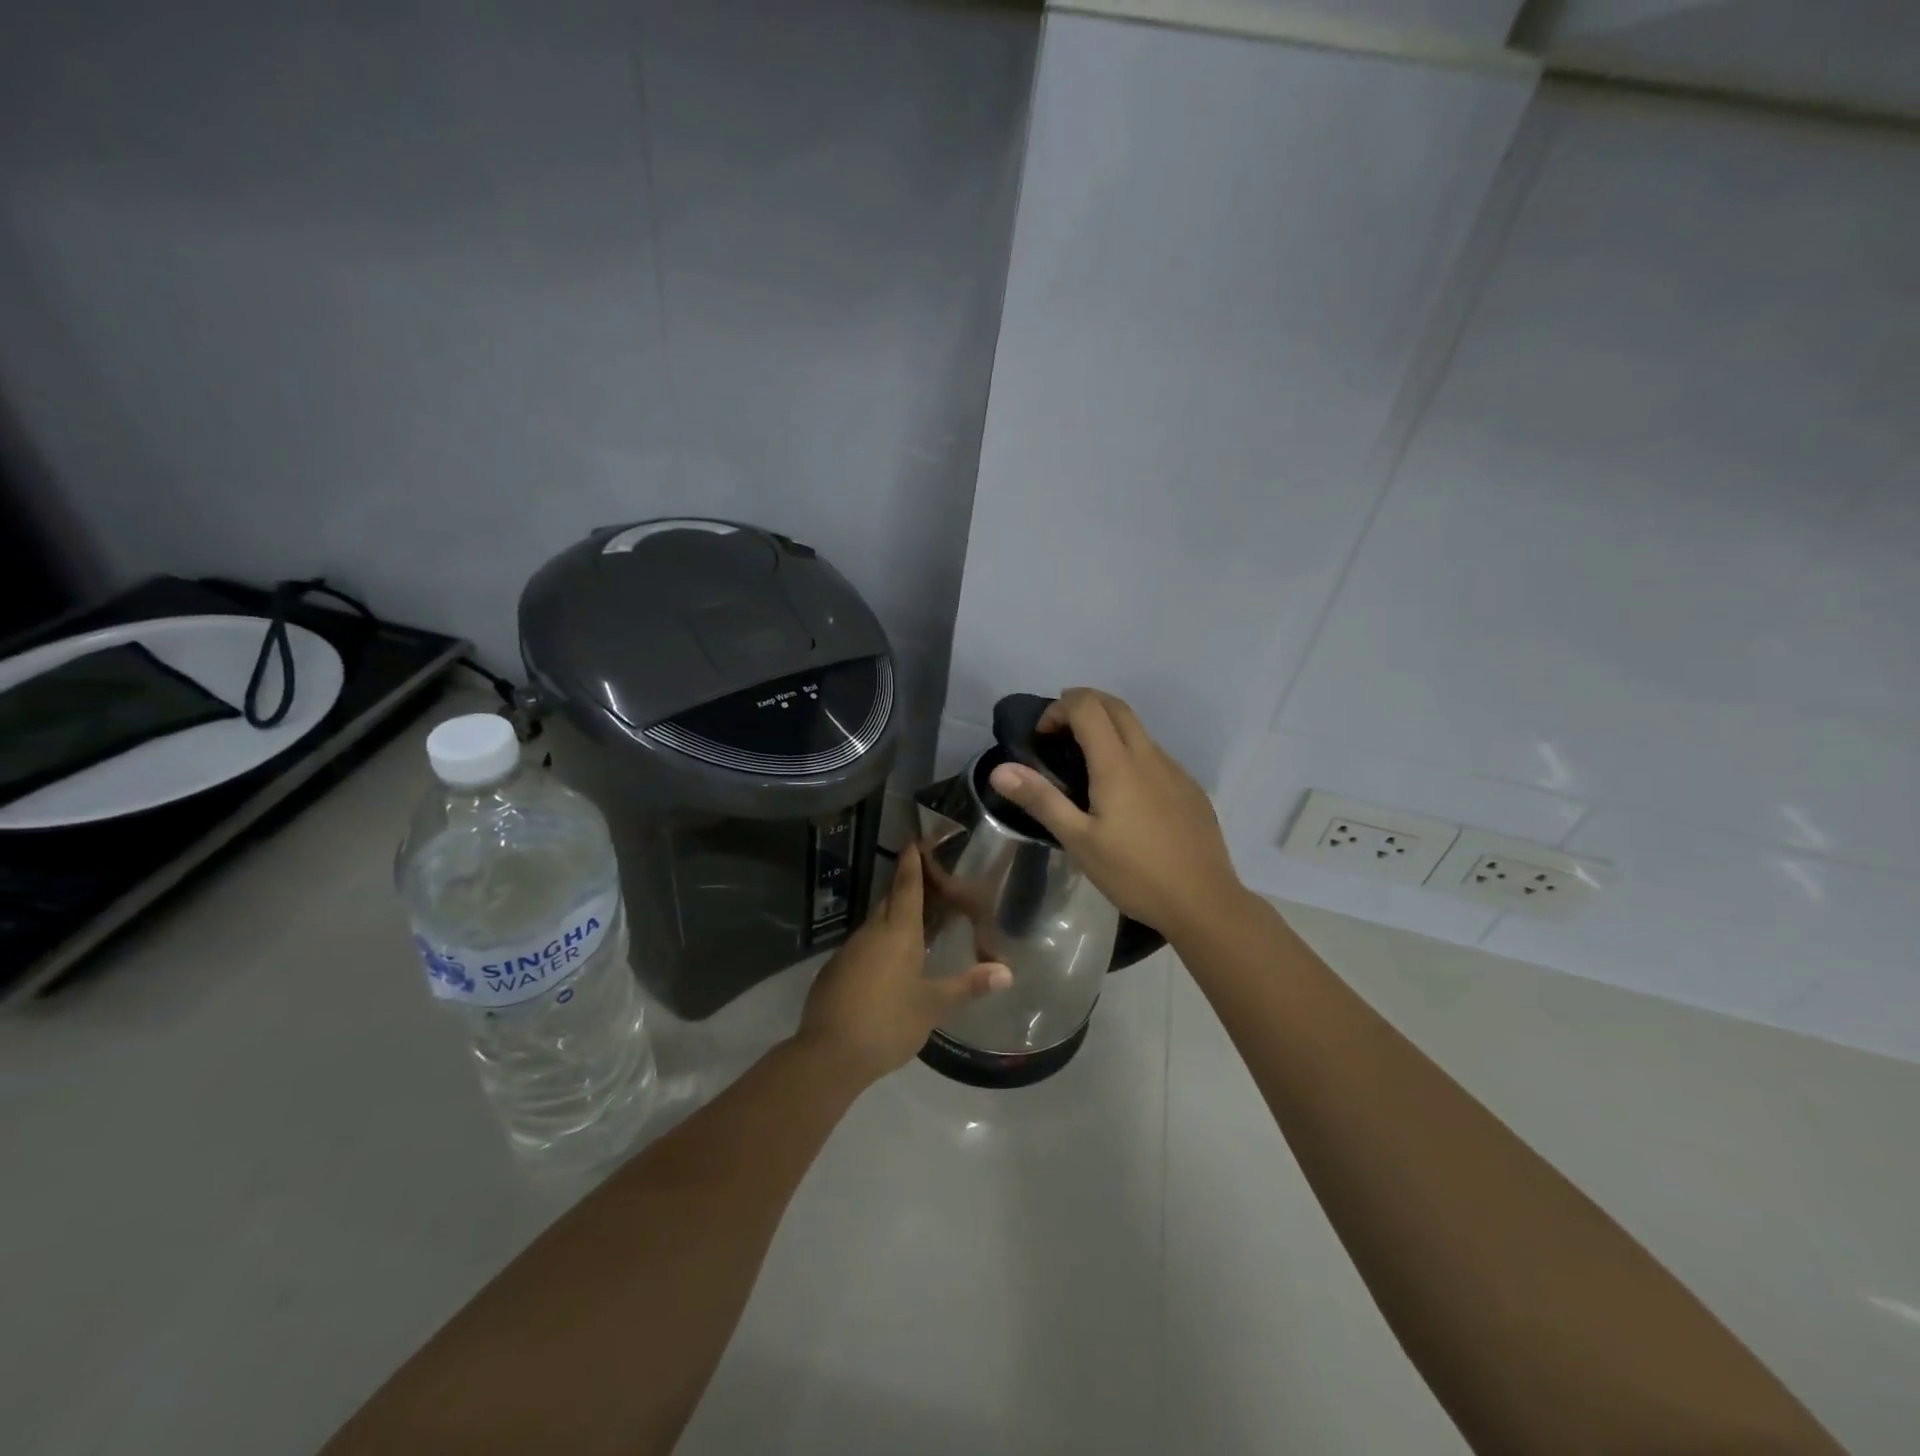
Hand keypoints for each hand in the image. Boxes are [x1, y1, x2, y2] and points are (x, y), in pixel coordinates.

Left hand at [798, 842, 1011, 1084]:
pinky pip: (861, 947)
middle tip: (925, 881)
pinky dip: (877, 945)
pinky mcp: (834, 972)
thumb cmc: (888, 1022)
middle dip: (905, 888)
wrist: (829, 1054)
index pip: (907, 887)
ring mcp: (849, 952)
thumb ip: (968, 985)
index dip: (911, 864)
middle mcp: (871, 933)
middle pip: (889, 901)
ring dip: (892, 919)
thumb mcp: (933, 1006)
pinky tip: (887, 964)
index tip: (913, 841)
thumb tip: (1007, 972)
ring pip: (874, 925)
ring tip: (913, 924)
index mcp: (898, 933)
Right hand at [986, 687, 1244, 943]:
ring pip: (1138, 729)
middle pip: (1115, 706)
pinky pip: (1155, 755)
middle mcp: (1149, 755)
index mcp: (1117, 763)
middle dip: (1083, 705)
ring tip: (1087, 768)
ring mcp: (1175, 770)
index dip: (1058, 709)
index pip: (1087, 706)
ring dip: (1108, 729)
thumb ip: (1041, 800)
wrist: (1204, 902)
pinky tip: (1125, 798)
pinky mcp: (1190, 789)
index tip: (1042, 738)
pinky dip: (1131, 754)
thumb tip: (1000, 769)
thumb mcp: (1079, 841)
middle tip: (1059, 736)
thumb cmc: (1134, 873)